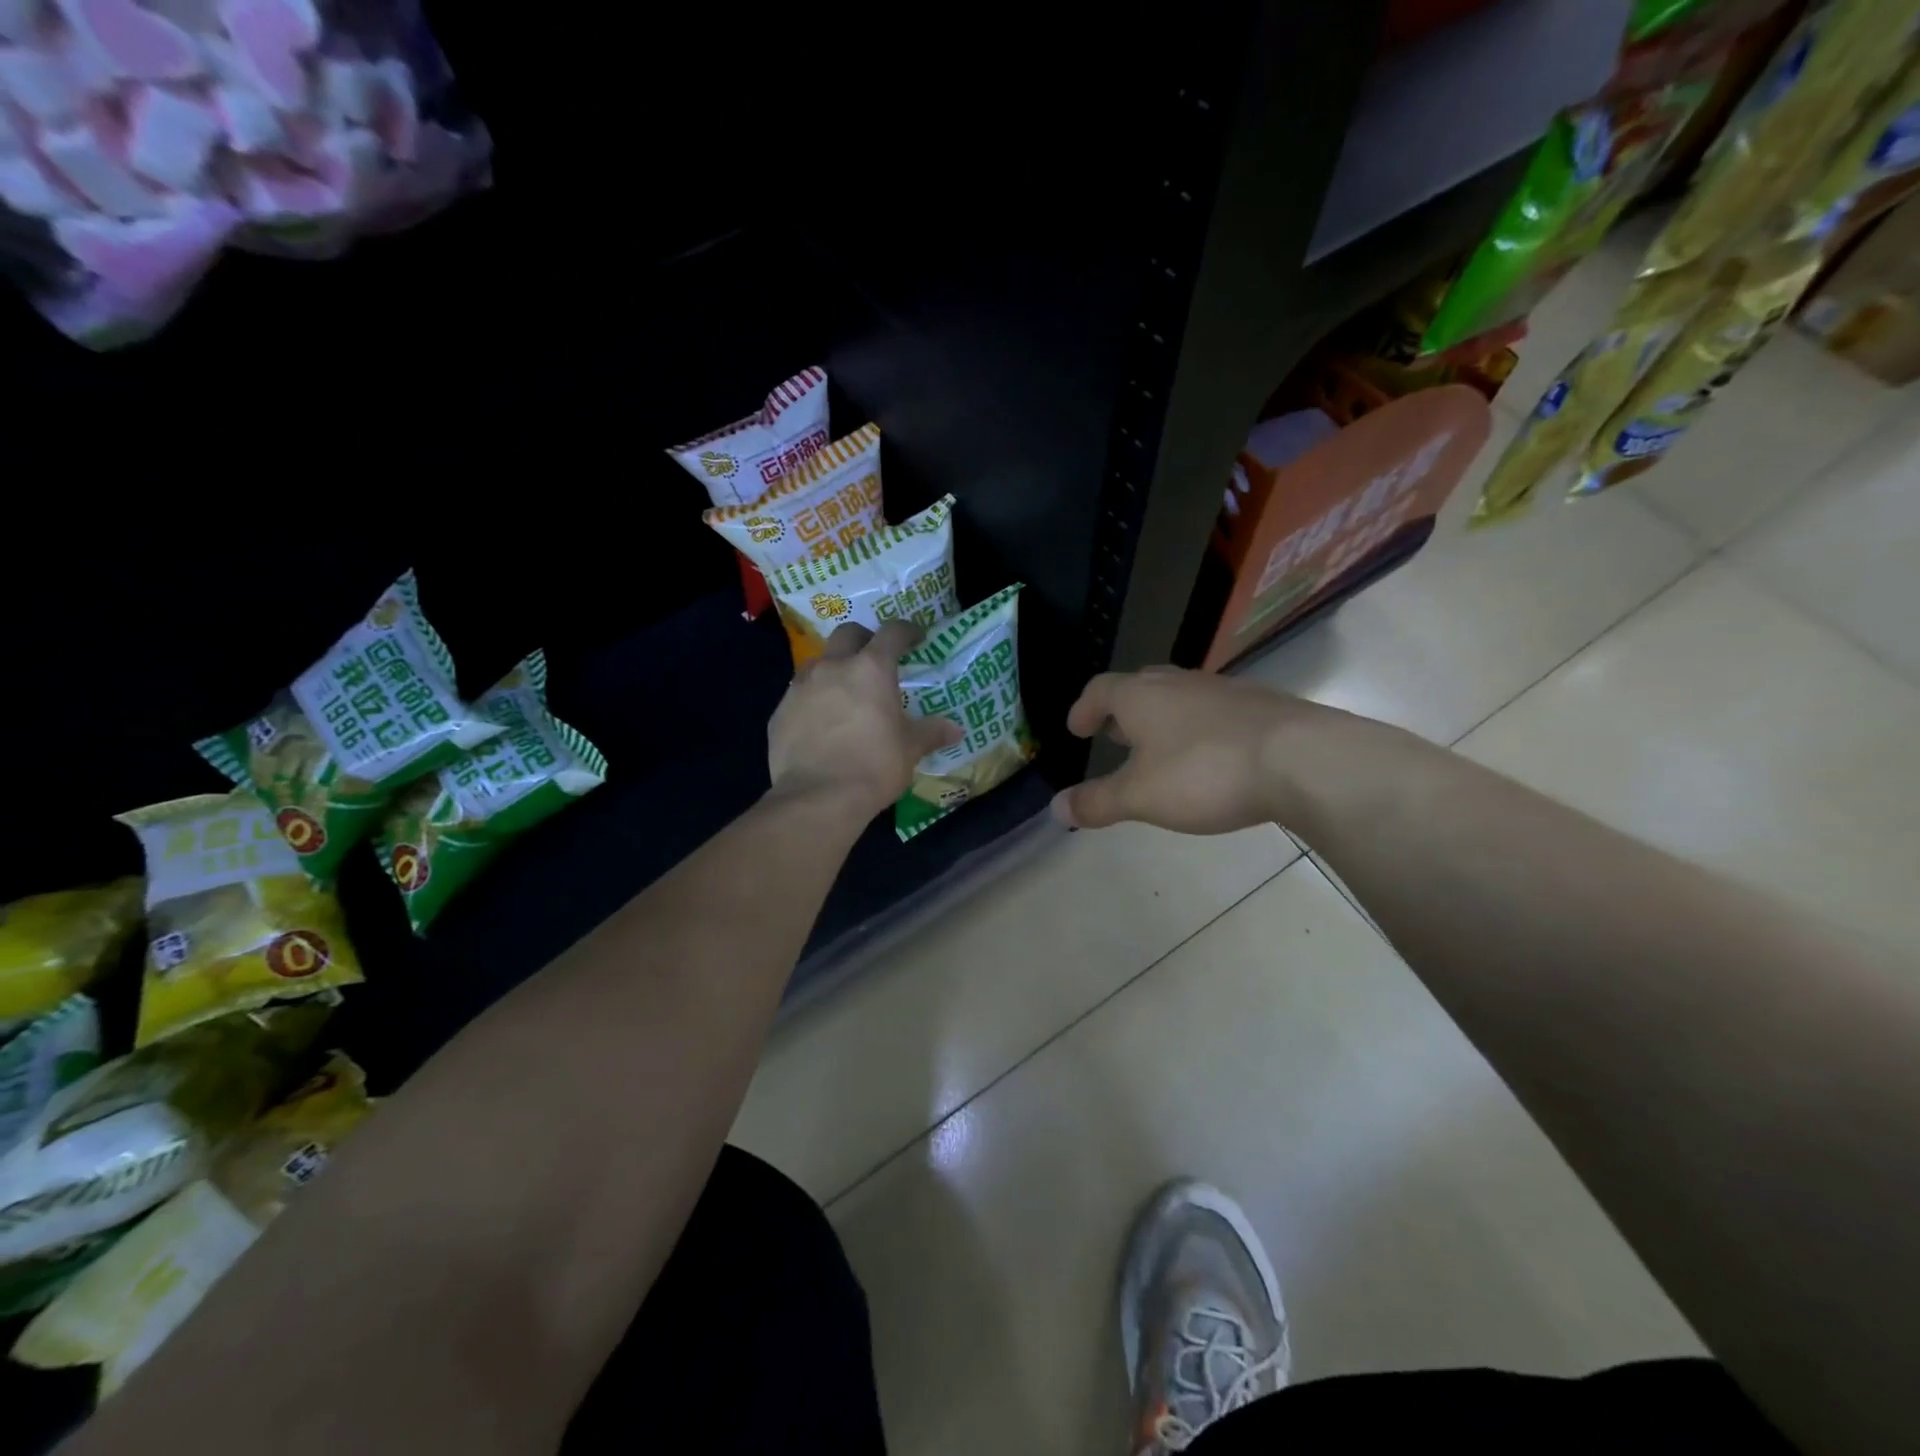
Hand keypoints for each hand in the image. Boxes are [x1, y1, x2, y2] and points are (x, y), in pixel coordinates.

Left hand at [768, 622, 964, 822]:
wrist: (817, 797)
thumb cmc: (873, 766)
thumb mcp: (910, 750)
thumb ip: (931, 733)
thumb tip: (955, 729)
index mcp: (871, 669)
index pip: (892, 633)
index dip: (906, 631)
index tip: (916, 638)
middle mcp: (833, 667)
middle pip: (848, 633)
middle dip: (864, 639)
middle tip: (875, 659)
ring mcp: (801, 687)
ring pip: (818, 662)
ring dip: (834, 668)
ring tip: (845, 693)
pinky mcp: (780, 711)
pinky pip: (799, 694)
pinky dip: (813, 699)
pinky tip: (821, 724)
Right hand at [1051, 667, 1324, 833]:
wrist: (1301, 759)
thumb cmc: (1204, 773)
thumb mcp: (1141, 796)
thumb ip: (1097, 802)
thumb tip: (1055, 807)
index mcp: (1141, 697)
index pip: (1100, 690)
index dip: (1083, 709)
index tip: (1077, 729)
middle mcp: (1179, 683)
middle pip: (1140, 687)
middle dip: (1122, 711)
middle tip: (1113, 735)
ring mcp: (1223, 690)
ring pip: (1180, 697)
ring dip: (1162, 719)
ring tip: (1159, 749)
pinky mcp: (1260, 705)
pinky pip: (1214, 711)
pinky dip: (1199, 729)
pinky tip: (1210, 757)